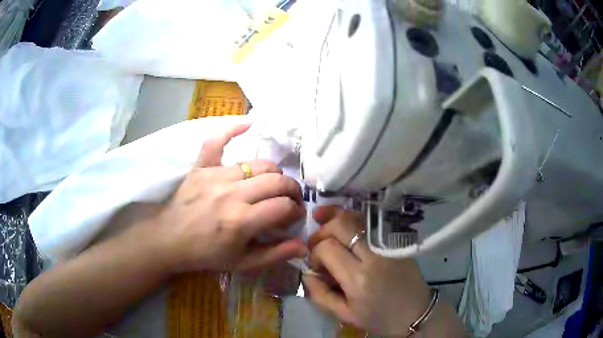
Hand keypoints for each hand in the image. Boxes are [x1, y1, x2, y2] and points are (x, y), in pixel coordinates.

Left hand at [153, 123, 306, 271]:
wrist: (169, 240)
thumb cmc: (206, 254)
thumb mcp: (242, 263)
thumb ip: (274, 254)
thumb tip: (304, 246)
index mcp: (241, 221)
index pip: (283, 207)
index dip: (295, 211)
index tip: (294, 216)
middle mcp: (231, 194)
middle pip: (276, 181)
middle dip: (292, 190)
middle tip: (290, 199)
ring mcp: (215, 176)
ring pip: (258, 164)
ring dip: (273, 173)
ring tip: (273, 183)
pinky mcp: (201, 167)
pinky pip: (216, 141)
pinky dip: (232, 129)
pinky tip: (249, 123)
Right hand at [303, 206, 431, 336]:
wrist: (415, 313)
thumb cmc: (378, 318)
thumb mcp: (344, 314)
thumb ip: (320, 294)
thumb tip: (307, 272)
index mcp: (358, 279)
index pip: (327, 248)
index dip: (314, 252)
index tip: (316, 264)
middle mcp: (374, 257)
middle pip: (341, 225)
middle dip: (322, 230)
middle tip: (317, 243)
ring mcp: (388, 245)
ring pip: (357, 218)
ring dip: (336, 218)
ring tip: (322, 219)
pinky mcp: (397, 241)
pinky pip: (371, 223)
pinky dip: (354, 219)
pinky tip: (345, 222)